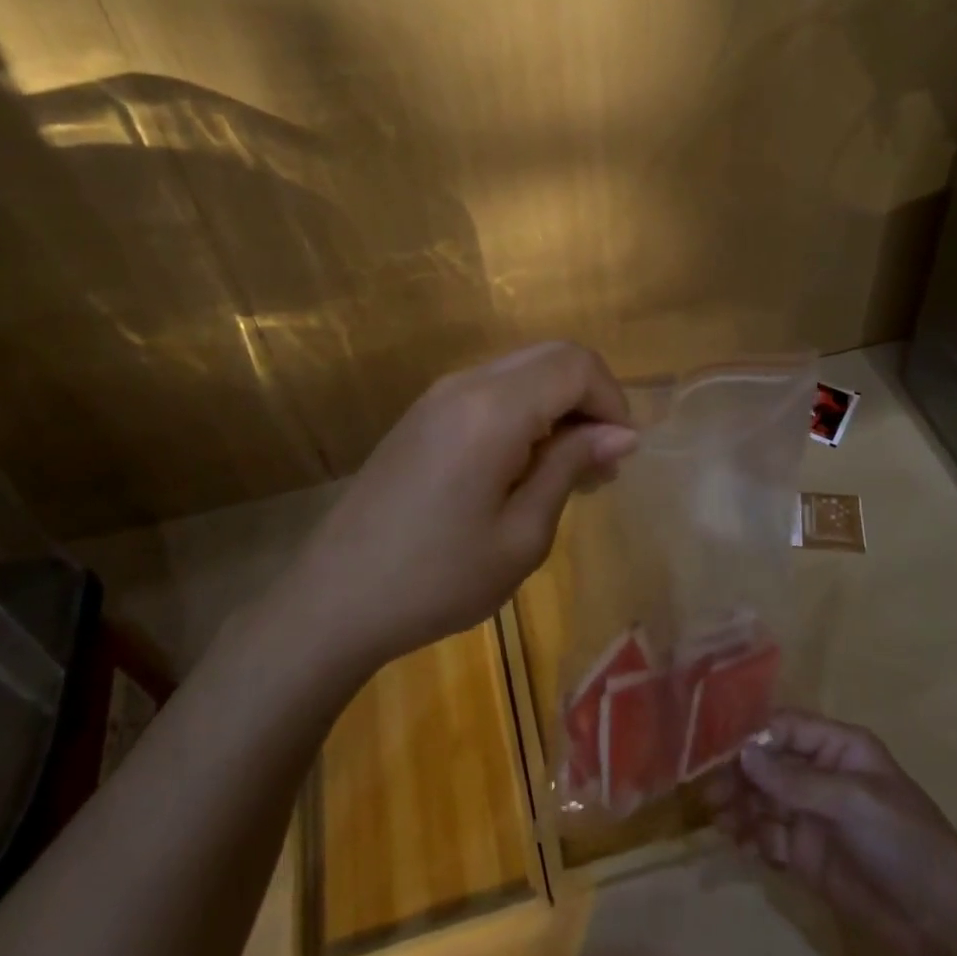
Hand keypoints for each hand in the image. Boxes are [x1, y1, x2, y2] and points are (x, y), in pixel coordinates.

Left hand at [298, 342, 637, 664]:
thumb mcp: (522, 535)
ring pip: (522, 371)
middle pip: (551, 357)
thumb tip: (622, 433)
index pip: (576, 364)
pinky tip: (523, 467)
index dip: (612, 401)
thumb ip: (571, 467)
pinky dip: (525, 412)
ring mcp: (438, 395)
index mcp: (493, 409)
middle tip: (599, 465)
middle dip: (589, 399)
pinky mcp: (423, 414)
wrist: (334, 599)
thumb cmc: (437, 579)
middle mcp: (465, 384)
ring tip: (566, 473)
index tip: (619, 456)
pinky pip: (491, 390)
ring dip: (558, 406)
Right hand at [705, 711, 956, 955]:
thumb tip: (743, 754)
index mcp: (838, 747)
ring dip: (739, 807)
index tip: (717, 751)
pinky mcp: (807, 855)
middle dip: (739, 776)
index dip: (753, 737)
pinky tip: (738, 843)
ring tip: (719, 821)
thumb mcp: (852, 801)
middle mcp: (820, 774)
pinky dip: (751, 837)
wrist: (943, 921)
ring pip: (764, 800)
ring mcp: (812, 815)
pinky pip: (769, 836)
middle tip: (710, 793)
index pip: (785, 728)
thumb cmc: (903, 840)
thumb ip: (795, 780)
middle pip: (768, 765)